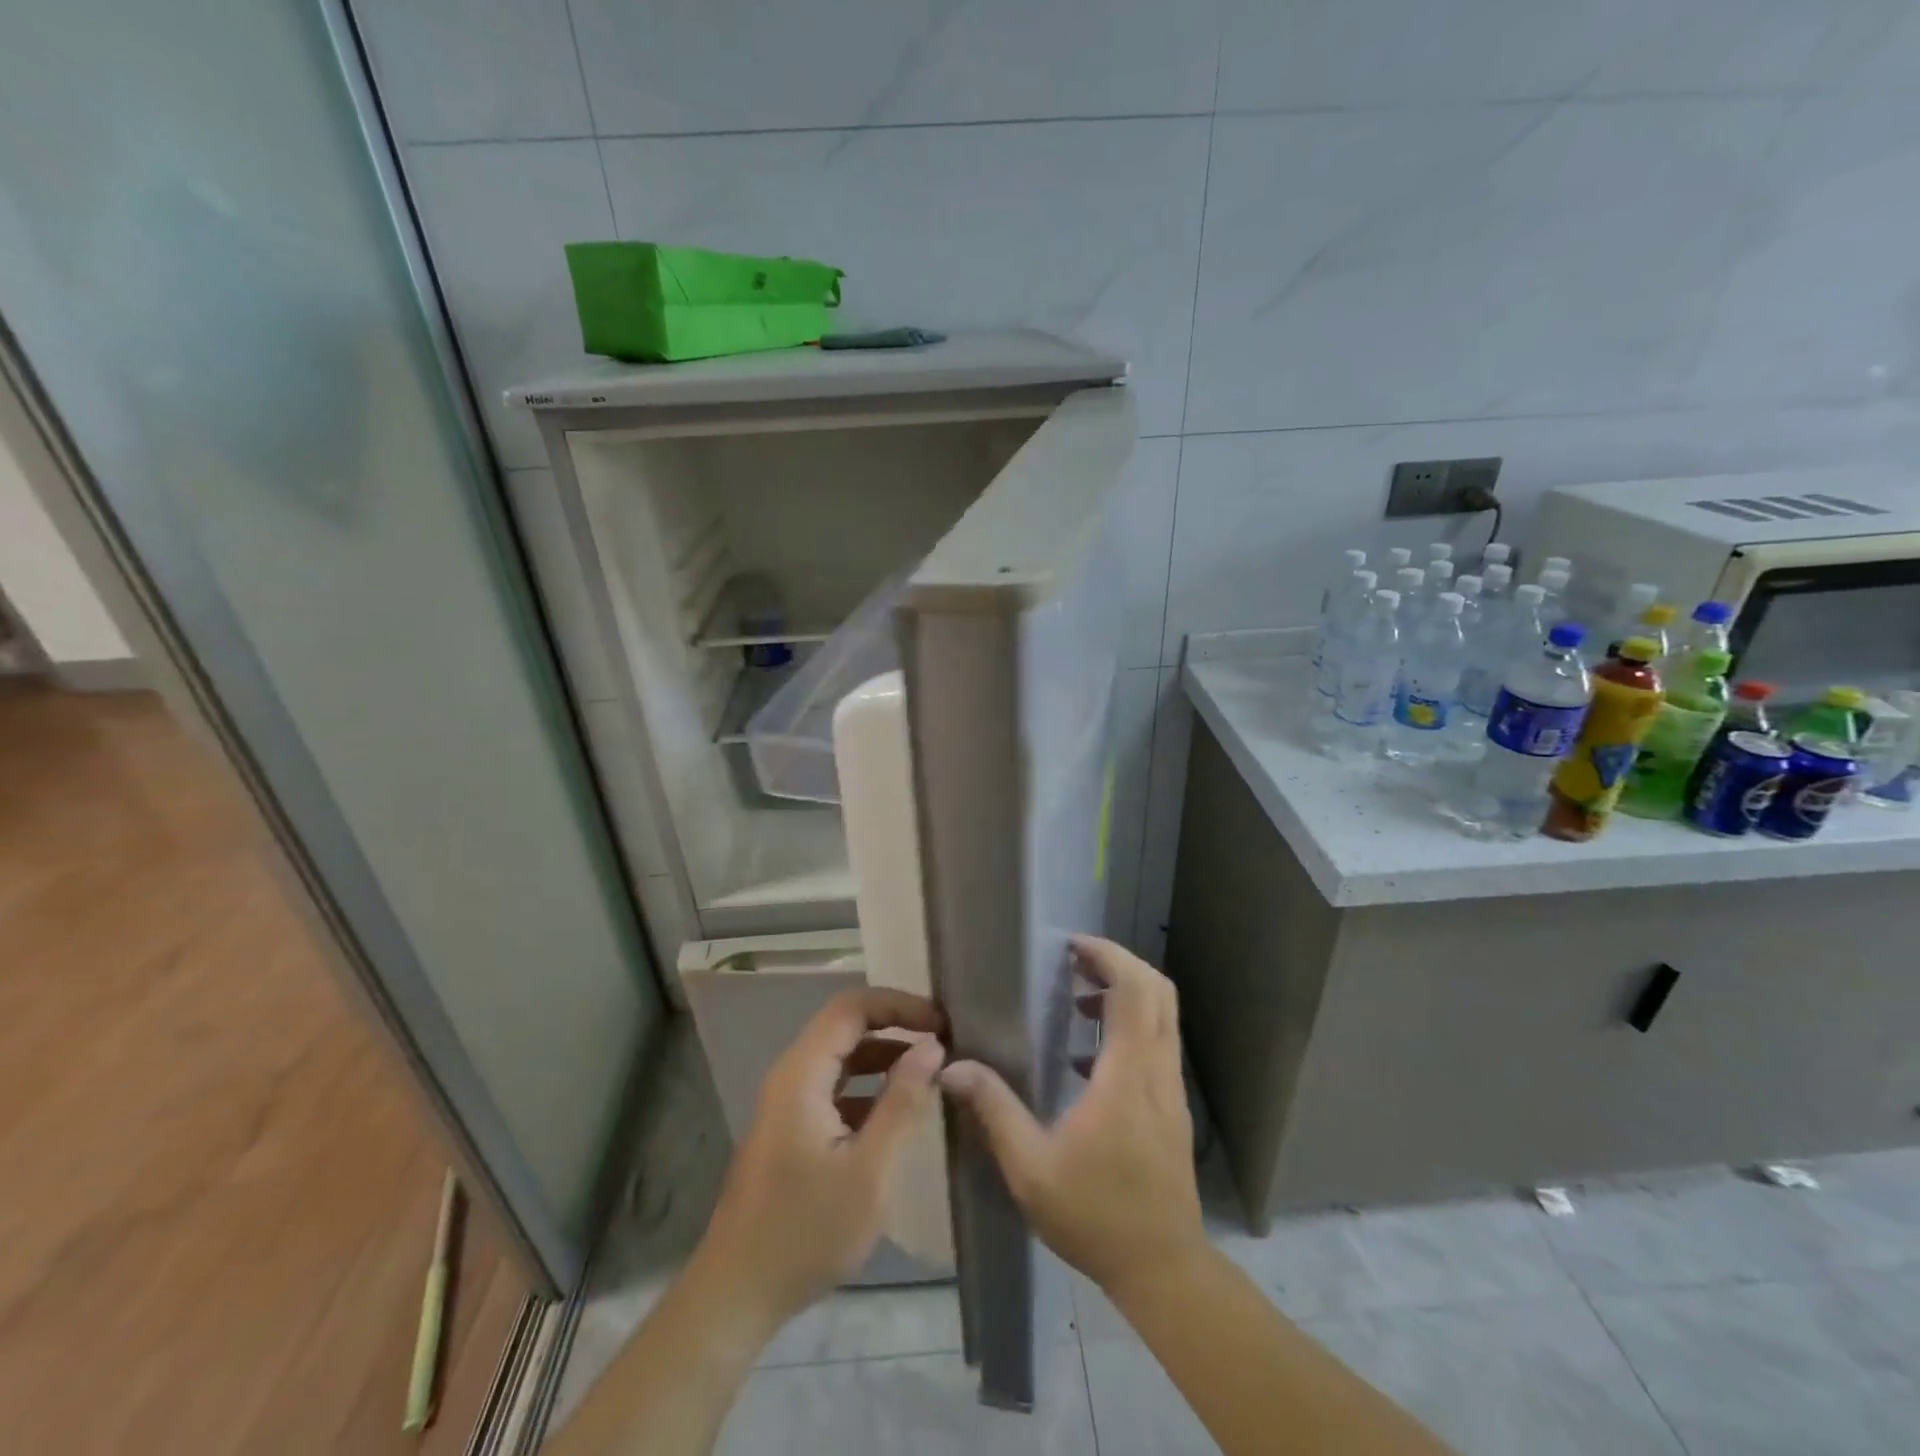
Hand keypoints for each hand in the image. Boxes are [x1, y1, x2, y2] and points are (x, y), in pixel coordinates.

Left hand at [691, 988, 945, 1331]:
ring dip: (884, 1055)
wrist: (736, 1295)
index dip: (899, 1004)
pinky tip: (898, 1109)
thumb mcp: (869, 1170)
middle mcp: (790, 1076)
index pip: (852, 1008)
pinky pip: (834, 1086)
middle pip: (845, 1026)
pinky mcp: (790, 1128)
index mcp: (801, 1074)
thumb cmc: (805, 1232)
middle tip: (943, 1040)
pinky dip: (869, 1085)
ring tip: (930, 1068)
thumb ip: (902, 1102)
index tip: (942, 1022)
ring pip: (840, 1056)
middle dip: (895, 1024)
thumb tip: (932, 1047)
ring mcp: (787, 1103)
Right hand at [940, 935, 1204, 1297]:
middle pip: (1157, 991)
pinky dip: (1130, 1026)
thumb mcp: (1030, 1168)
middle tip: (1073, 962)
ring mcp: (1171, 1088)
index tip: (1071, 947)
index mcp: (1127, 1075)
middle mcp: (1158, 1070)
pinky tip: (1085, 1057)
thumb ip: (994, 1110)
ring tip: (1076, 999)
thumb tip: (952, 1067)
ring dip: (1125, 993)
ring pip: (1162, 1015)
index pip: (1134, 991)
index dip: (1108, 957)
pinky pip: (1158, 1042)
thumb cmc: (1095, 1215)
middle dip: (1119, 964)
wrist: (1163, 1268)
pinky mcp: (1172, 1106)